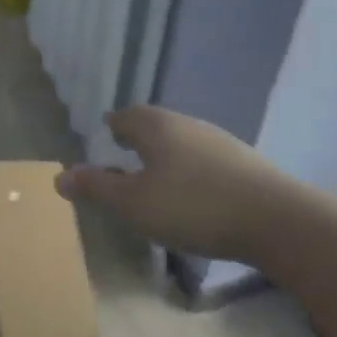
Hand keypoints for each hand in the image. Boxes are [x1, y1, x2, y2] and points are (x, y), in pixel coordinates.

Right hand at [57, 105, 293, 260]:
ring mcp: (220, 141)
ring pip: (182, 139)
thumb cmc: (193, 206)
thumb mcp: (134, 204)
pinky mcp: (244, 164)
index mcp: (156, 127)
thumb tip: (59, 176)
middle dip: (139, 136)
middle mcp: (187, 124)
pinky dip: (191, 168)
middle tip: (126, 150)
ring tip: (157, 173)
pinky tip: (194, 190)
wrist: (277, 220)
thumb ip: (97, 188)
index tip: (107, 133)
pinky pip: (205, 158)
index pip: (126, 116)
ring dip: (166, 152)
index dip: (114, 125)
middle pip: (155, 123)